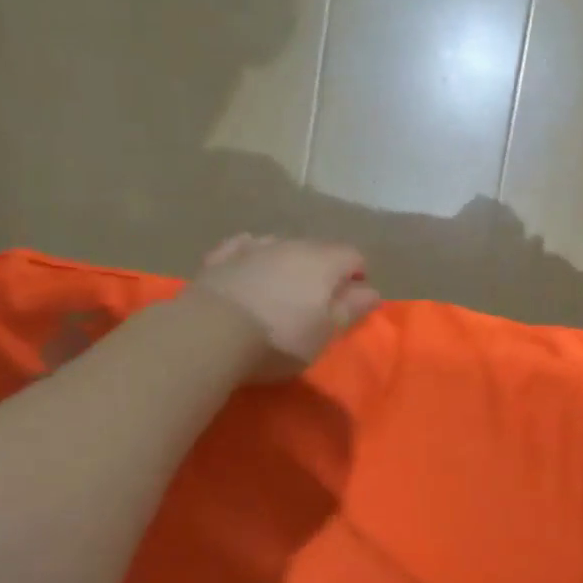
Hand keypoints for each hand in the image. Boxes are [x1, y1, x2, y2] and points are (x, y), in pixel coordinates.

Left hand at [191, 234, 380, 379]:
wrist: (210, 333)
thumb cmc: (279, 338)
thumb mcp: (326, 333)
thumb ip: (352, 309)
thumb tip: (372, 291)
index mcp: (324, 261)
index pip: (354, 256)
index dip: (358, 277)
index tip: (352, 303)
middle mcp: (291, 244)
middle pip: (318, 249)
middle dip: (323, 270)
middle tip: (317, 303)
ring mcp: (253, 247)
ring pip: (281, 246)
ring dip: (288, 263)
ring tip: (282, 291)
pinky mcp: (220, 257)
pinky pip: (244, 247)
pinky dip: (253, 257)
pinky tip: (249, 270)